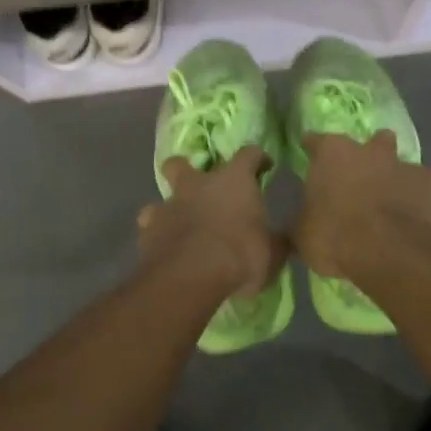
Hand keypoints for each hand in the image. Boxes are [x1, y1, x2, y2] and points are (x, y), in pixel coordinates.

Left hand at [138, 145, 288, 298]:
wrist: (190, 277)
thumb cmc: (240, 256)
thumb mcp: (273, 253)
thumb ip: (276, 242)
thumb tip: (283, 240)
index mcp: (234, 181)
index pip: (249, 154)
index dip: (258, 158)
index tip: (264, 167)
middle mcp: (198, 185)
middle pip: (183, 163)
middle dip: (188, 170)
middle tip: (201, 187)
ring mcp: (169, 205)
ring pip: (162, 196)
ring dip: (171, 208)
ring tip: (181, 226)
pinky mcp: (147, 230)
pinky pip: (150, 227)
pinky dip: (157, 234)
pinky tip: (165, 248)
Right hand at [294, 131, 430, 282]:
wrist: (394, 256)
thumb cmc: (337, 238)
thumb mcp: (302, 236)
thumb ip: (300, 224)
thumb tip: (296, 228)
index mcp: (333, 154)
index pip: (316, 141)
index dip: (312, 150)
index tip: (309, 157)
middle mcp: (371, 151)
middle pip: (370, 142)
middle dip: (367, 156)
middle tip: (360, 181)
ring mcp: (408, 166)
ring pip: (401, 164)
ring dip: (395, 179)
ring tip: (391, 206)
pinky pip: (425, 189)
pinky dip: (419, 201)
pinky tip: (414, 221)